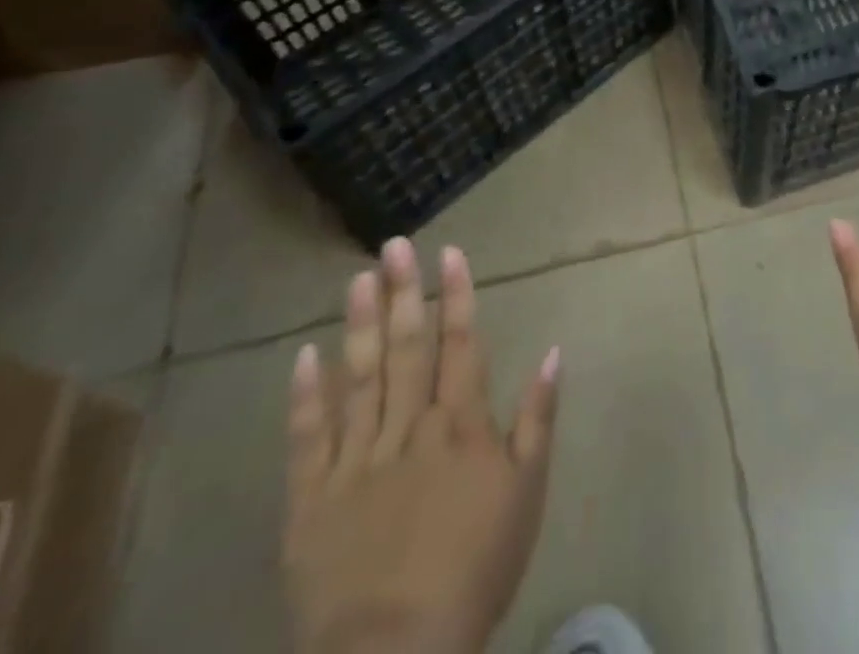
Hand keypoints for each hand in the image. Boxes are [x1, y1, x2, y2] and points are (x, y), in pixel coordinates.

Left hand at [284, 239, 559, 653]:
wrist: (398, 651)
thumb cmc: (476, 567)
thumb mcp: (527, 492)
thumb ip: (538, 417)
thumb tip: (554, 351)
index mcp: (460, 423)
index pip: (460, 342)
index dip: (456, 294)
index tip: (449, 252)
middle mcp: (408, 426)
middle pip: (407, 346)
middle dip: (403, 291)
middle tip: (394, 245)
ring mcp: (357, 459)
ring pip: (360, 377)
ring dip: (360, 325)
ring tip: (358, 279)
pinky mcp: (312, 498)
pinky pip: (309, 438)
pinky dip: (306, 396)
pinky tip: (304, 356)